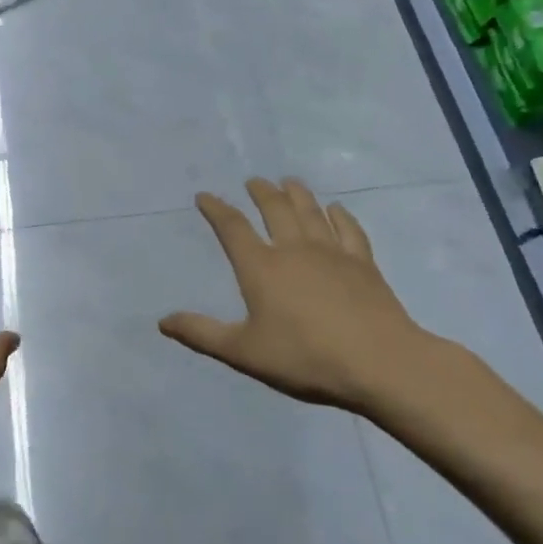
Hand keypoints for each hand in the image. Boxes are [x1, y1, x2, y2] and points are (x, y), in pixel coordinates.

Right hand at [160, 177, 467, 424]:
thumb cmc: (305, 357)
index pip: (232, 228)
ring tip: (288, 182)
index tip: (205, 196)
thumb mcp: (244, 352)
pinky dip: (340, 215)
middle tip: (253, 181)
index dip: (216, 209)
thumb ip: (202, 334)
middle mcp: (294, 249)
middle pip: (275, 209)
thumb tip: (163, 321)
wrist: (379, 362)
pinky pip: (349, 229)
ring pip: (311, 212)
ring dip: (297, 194)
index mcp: (261, 268)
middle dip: (260, 192)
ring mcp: (332, 253)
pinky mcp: (363, 263)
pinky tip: (336, 209)